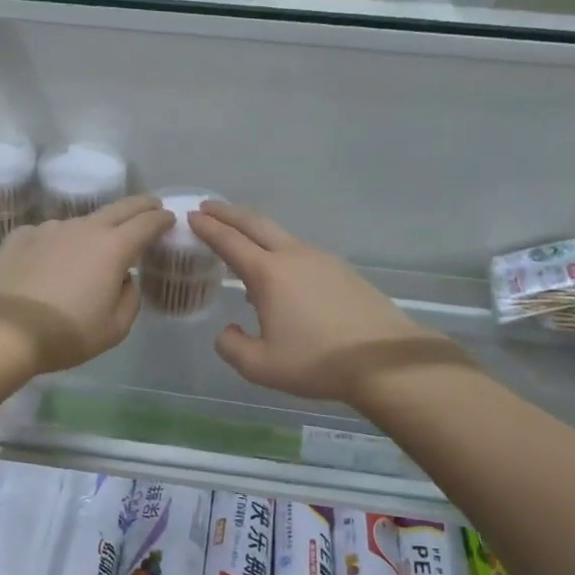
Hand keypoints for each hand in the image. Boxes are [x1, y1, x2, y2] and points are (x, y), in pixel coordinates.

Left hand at [0, 195, 174, 374]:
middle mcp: (83, 228)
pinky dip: (58, 244)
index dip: (161, 219)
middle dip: (140, 206)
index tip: (169, 218)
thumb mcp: (115, 328)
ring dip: (94, 231)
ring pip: (81, 223)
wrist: (4, 331)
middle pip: (119, 208)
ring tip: (91, 251)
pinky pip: (49, 236)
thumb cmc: (67, 334)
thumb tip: (123, 279)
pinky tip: (50, 264)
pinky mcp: (21, 236)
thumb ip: (129, 297)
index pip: (147, 223)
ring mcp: (49, 229)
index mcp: (113, 248)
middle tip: (150, 206)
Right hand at [188, 202, 469, 403]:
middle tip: (208, 208)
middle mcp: (293, 256)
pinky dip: (279, 251)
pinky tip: (280, 275)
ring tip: (241, 242)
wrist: (383, 360)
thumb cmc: (317, 362)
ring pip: (280, 236)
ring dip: (255, 231)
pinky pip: (300, 252)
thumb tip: (227, 332)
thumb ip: (232, 347)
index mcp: (268, 274)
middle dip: (228, 213)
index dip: (207, 228)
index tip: (191, 216)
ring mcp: (321, 260)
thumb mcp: (261, 366)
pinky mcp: (342, 270)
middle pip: (255, 224)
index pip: (229, 241)